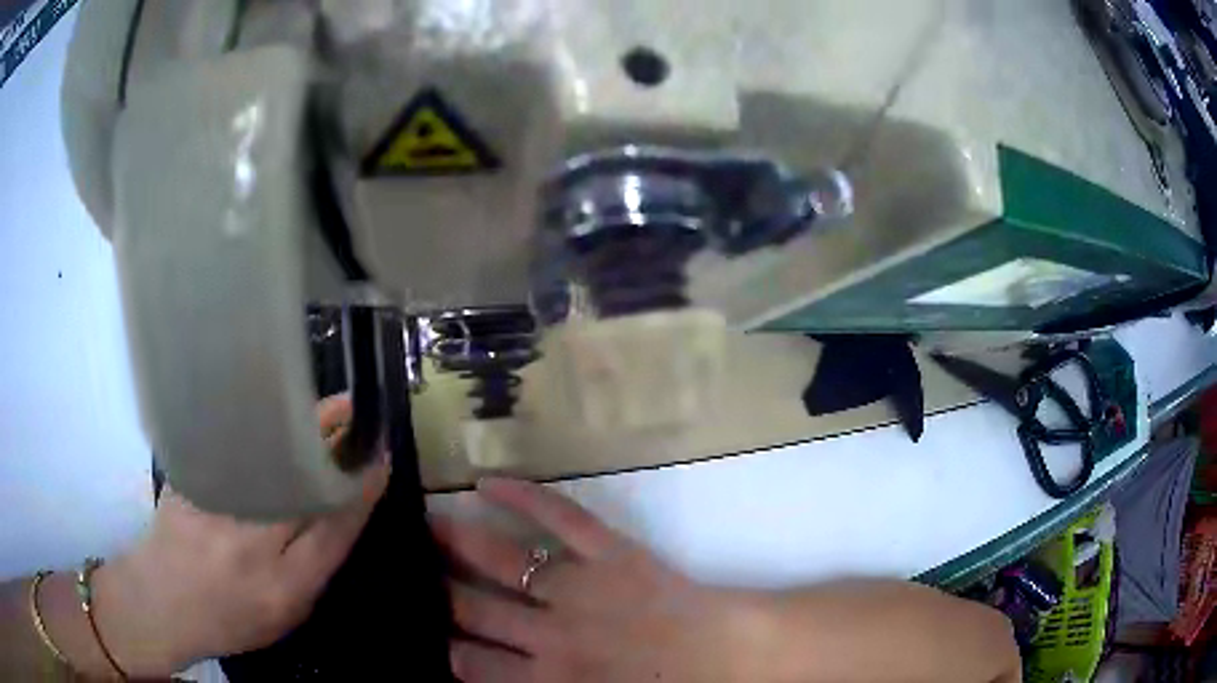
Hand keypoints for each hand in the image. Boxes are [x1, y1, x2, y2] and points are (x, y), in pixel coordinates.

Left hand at [92, 396, 390, 677]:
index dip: (362, 491)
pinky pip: (234, 446)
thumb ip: (313, 569)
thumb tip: (339, 516)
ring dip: (304, 427)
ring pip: (272, 457)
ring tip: (330, 405)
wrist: (161, 601)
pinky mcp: (191, 480)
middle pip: (303, 483)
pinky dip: (263, 426)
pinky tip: (278, 410)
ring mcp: (216, 506)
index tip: (381, 458)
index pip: (334, 530)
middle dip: (336, 444)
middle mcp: (251, 543)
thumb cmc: (229, 620)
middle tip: (361, 413)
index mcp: (283, 586)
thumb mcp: (284, 615)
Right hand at [434, 479, 758, 682]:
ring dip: (457, 542)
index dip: (447, 650)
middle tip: (405, 570)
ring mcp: (577, 586)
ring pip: (500, 560)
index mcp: (547, 680)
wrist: (735, 659)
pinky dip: (522, 495)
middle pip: (473, 609)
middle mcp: (547, 633)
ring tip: (423, 525)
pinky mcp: (611, 552)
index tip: (429, 637)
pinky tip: (485, 481)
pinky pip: (559, 518)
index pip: (472, 665)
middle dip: (437, 592)